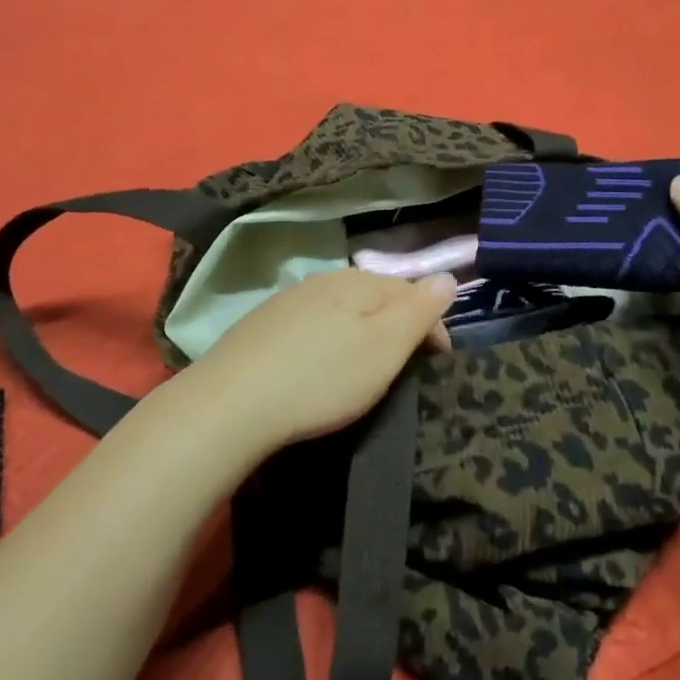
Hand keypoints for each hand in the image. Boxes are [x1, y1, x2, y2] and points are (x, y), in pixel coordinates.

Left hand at [185, 269, 456, 452]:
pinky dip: (328, 340)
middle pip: (376, 296)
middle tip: (403, 368)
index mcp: (358, 282)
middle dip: (398, 326)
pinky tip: (319, 366)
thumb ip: (418, 311)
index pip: (411, 291)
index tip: (438, 363)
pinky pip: (313, 323)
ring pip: (343, 308)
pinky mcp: (263, 324)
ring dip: (363, 332)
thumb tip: (448, 277)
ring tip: (364, 369)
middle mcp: (324, 280)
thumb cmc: (322, 379)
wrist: (231, 403)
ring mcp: (289, 300)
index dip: (432, 324)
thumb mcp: (383, 348)